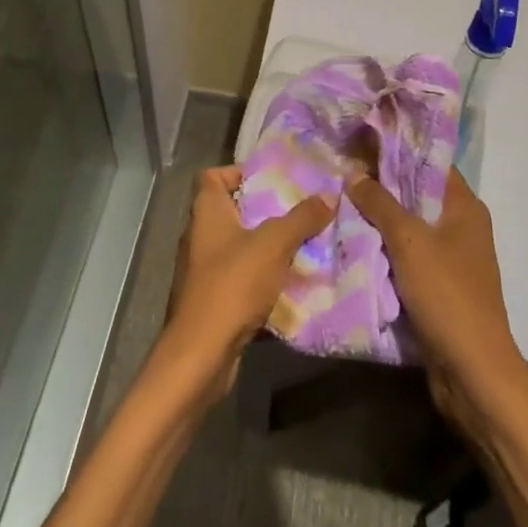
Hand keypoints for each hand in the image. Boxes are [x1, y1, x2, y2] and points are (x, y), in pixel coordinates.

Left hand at [160, 166, 334, 402]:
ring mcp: (201, 270)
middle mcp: (198, 235)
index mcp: (206, 212)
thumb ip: (301, 218)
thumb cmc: (232, 284)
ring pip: (236, 248)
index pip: (212, 176)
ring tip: (299, 247)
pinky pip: (238, 280)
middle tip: (295, 213)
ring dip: (264, 249)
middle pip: (229, 212)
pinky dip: (259, 281)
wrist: (201, 353)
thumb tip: (329, 196)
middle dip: (262, 212)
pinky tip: (287, 287)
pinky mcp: (209, 301)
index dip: (237, 173)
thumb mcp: (274, 245)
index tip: (269, 181)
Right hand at [348, 168, 526, 441]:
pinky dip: (383, 249)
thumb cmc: (447, 295)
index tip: (361, 137)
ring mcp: (450, 259)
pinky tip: (352, 240)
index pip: (430, 162)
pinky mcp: (438, 287)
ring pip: (408, 227)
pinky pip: (406, 256)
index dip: (397, 148)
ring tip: (339, 199)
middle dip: (381, 184)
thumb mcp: (409, 241)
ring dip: (379, 218)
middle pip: (416, 193)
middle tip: (341, 168)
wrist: (473, 373)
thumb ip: (380, 203)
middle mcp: (460, 227)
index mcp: (464, 207)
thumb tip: (353, 172)